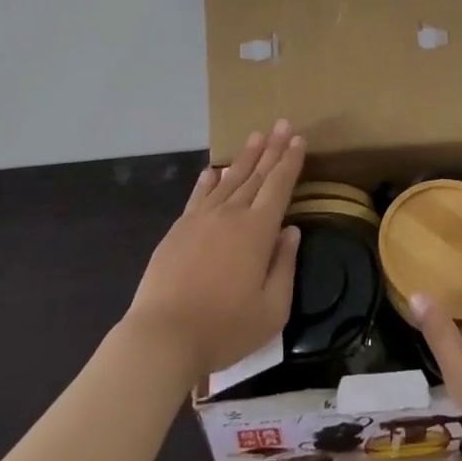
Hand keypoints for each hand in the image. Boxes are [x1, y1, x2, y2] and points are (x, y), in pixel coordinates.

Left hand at [122, 120, 305, 383]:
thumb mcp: (271, 310)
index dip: (290, 161)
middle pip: (256, 175)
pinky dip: (209, 180)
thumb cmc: (224, 328)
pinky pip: (199, 196)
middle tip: (282, 123)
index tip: (299, 139)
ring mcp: (202, 219)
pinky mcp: (179, 229)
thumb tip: (290, 231)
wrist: (163, 336)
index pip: (279, 186)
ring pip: (229, 180)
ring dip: (245, 157)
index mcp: (257, 231)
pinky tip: (214, 170)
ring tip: (256, 136)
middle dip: (272, 148)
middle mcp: (231, 215)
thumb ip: (284, 266)